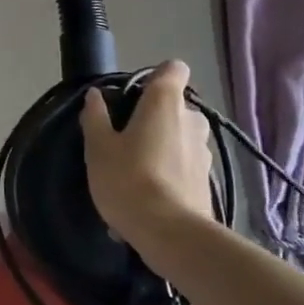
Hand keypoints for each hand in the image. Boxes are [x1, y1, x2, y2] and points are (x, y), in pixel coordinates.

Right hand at [80, 60, 216, 257]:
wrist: (171, 235)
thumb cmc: (129, 180)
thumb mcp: (99, 148)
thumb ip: (96, 117)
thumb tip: (95, 95)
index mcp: (165, 102)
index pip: (174, 69)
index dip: (156, 76)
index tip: (134, 95)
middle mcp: (192, 120)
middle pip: (174, 106)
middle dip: (154, 118)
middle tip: (126, 139)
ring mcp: (204, 152)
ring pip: (180, 137)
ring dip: (162, 147)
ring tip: (135, 173)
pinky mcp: (208, 181)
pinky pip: (183, 166)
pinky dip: (168, 174)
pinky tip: (147, 198)